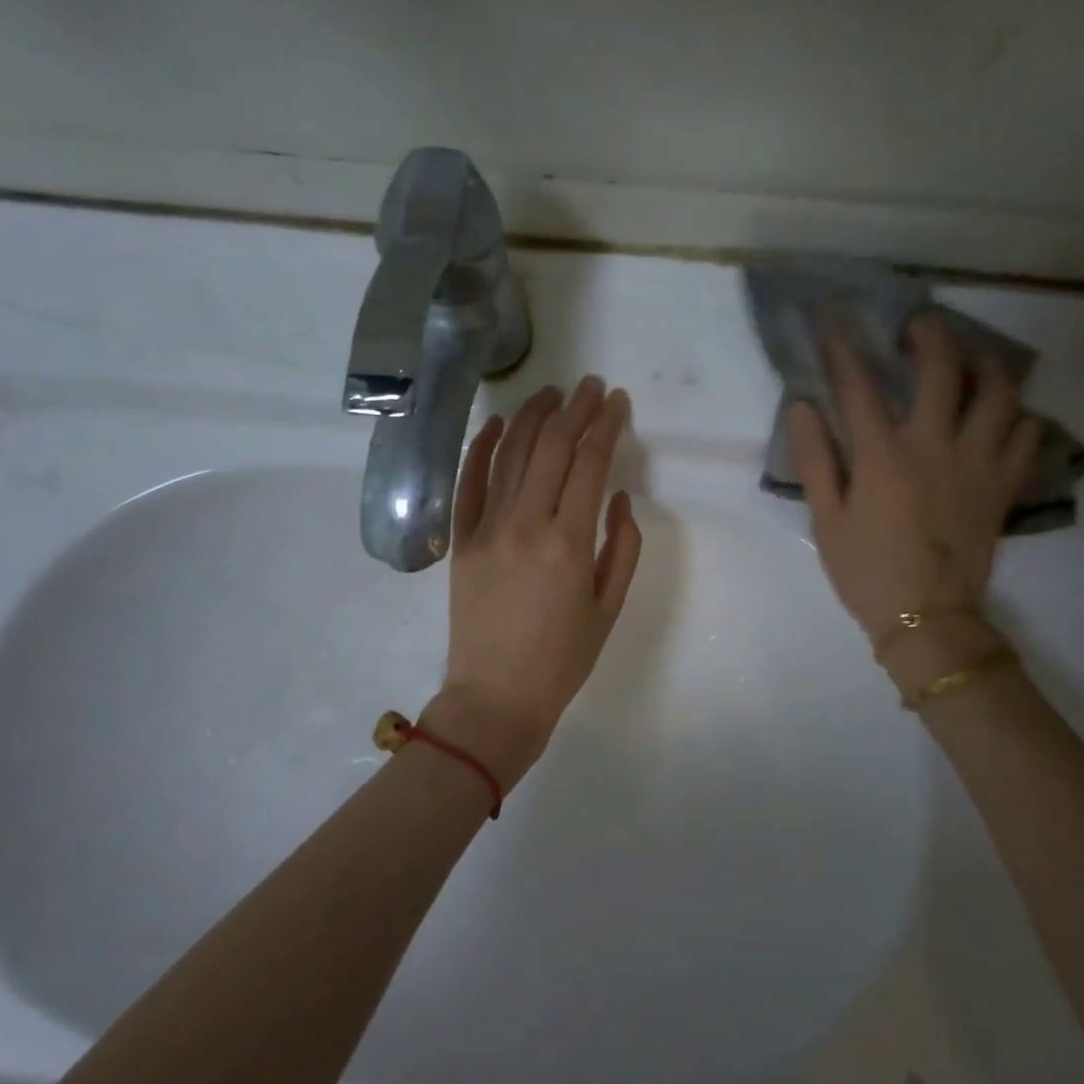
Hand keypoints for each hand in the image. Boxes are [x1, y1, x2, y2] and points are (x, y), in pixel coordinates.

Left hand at [427, 378, 642, 789]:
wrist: (495, 697)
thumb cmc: (563, 659)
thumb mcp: (609, 607)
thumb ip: (622, 547)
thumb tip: (619, 496)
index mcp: (568, 543)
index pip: (590, 463)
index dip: (606, 425)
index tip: (617, 401)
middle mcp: (525, 524)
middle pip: (552, 448)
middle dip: (575, 410)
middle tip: (591, 386)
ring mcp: (485, 529)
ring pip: (510, 455)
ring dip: (533, 417)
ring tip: (551, 392)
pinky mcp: (460, 541)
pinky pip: (468, 484)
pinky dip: (482, 449)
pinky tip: (498, 423)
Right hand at [788, 316, 1038, 653]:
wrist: (928, 618)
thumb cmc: (866, 570)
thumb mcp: (825, 519)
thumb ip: (814, 459)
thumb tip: (802, 406)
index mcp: (884, 455)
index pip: (859, 385)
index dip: (843, 348)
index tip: (832, 323)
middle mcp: (936, 445)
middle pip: (943, 368)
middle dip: (929, 334)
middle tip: (918, 326)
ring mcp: (978, 462)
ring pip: (1000, 392)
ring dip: (985, 365)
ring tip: (971, 361)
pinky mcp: (1004, 485)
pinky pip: (1027, 434)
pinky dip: (1018, 416)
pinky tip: (1002, 416)